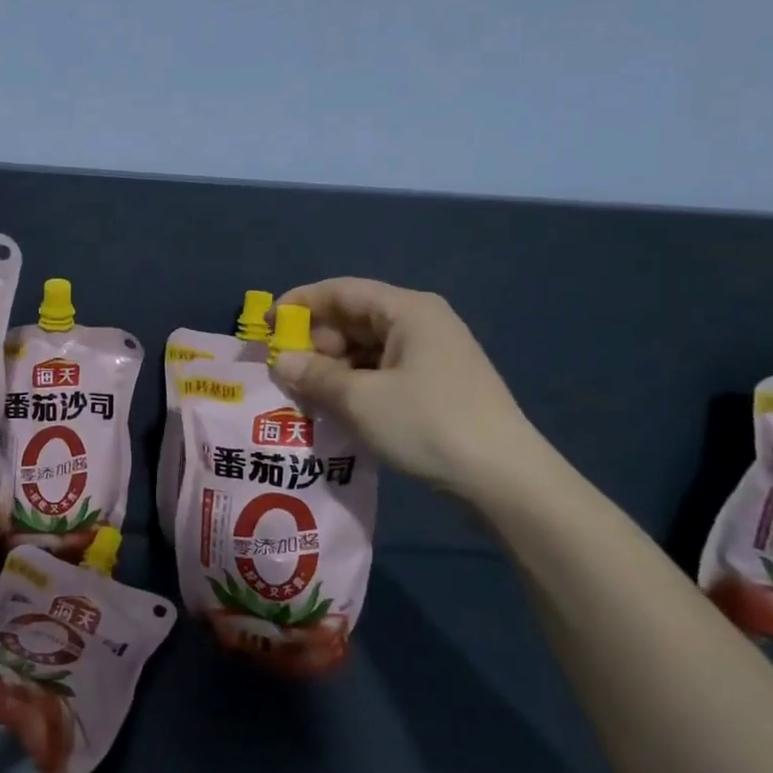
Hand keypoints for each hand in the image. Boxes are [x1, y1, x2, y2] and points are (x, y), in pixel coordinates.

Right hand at [269, 277, 547, 507]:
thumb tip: (280, 362)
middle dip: (316, 343)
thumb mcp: (361, 400)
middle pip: (354, 320)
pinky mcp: (437, 386)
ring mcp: (433, 356)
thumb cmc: (428, 424)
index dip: (299, 304)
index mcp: (407, 310)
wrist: (505, 480)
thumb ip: (315, 376)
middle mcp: (421, 323)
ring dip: (334, 369)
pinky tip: (338, 410)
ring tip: (305, 396)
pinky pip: (384, 373)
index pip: (341, 291)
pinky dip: (357, 385)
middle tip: (284, 372)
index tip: (266, 326)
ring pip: (367, 350)